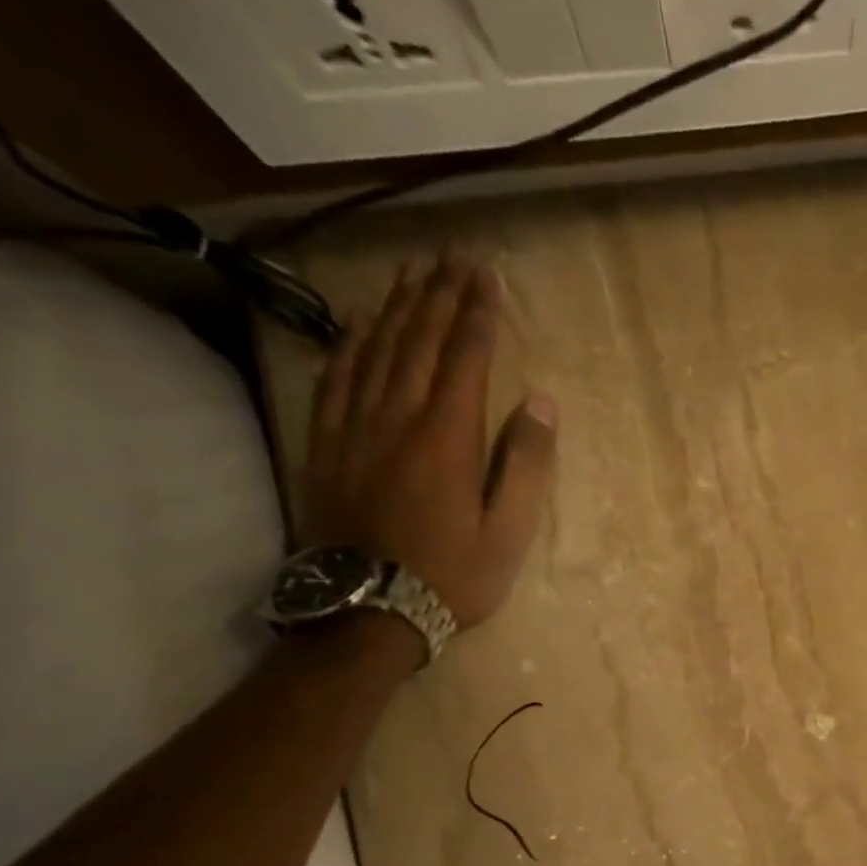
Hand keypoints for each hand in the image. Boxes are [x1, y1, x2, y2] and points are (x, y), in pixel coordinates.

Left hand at [303, 255, 556, 630]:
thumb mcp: (509, 532)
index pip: (464, 358)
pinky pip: (335, 377)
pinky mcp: (325, 444)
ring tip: (411, 272)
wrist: (367, 609)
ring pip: (374, 349)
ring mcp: (353, 427)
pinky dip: (349, 342)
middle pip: (417, 340)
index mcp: (447, 437)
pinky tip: (358, 324)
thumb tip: (541, 404)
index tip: (487, 276)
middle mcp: (397, 417)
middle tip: (452, 256)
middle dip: (438, 294)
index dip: (477, 313)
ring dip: (395, 306)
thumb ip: (525, 465)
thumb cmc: (452, 575)